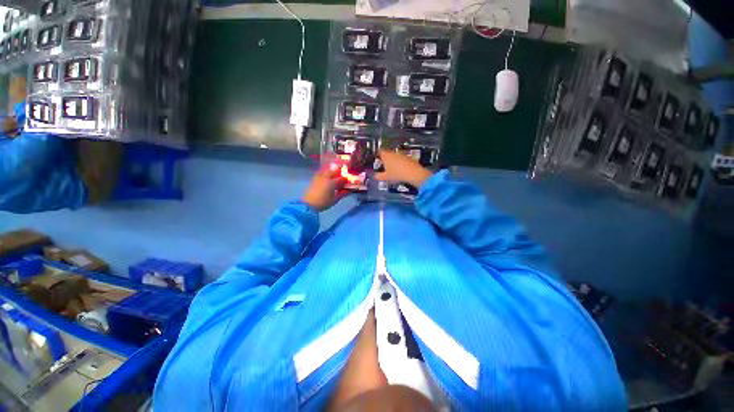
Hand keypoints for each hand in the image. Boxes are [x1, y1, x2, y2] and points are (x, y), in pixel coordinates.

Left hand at [302, 166, 347, 211]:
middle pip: (334, 171)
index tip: (347, 182)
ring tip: (334, 176)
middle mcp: (326, 178)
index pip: (341, 179)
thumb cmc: (323, 203)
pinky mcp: (314, 179)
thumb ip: (342, 194)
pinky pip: (320, 173)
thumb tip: (348, 191)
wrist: (309, 204)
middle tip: (341, 178)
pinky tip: (325, 177)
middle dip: (339, 173)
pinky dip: (325, 173)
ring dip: (331, 172)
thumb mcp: (335, 200)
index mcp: (332, 183)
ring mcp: (319, 177)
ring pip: (326, 171)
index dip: (345, 180)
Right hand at [375, 150, 432, 187]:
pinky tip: (401, 170)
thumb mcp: (385, 177)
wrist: (412, 173)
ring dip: (393, 160)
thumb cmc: (396, 174)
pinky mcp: (408, 157)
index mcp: (386, 155)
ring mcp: (401, 154)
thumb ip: (378, 176)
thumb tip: (375, 176)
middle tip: (384, 166)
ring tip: (393, 169)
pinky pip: (402, 159)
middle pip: (387, 153)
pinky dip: (400, 163)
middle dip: (386, 158)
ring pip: (395, 156)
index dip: (378, 155)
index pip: (379, 151)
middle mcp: (393, 152)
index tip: (377, 159)